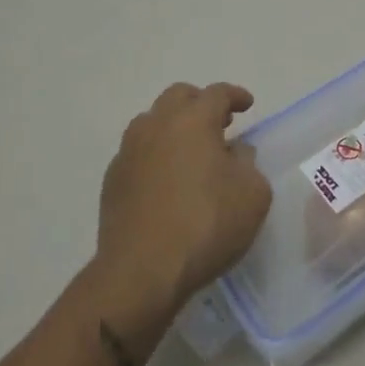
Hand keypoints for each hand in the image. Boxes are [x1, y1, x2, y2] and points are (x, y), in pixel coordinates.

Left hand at [95, 82, 271, 315]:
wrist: (141, 271)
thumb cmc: (206, 225)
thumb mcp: (252, 194)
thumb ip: (249, 164)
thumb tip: (234, 153)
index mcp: (193, 120)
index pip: (217, 93)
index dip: (235, 95)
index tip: (246, 105)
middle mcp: (157, 125)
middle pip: (178, 96)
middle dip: (200, 102)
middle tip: (219, 122)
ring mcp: (129, 152)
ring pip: (152, 122)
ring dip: (173, 127)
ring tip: (190, 151)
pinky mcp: (112, 181)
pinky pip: (137, 153)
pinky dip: (155, 154)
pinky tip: (166, 180)